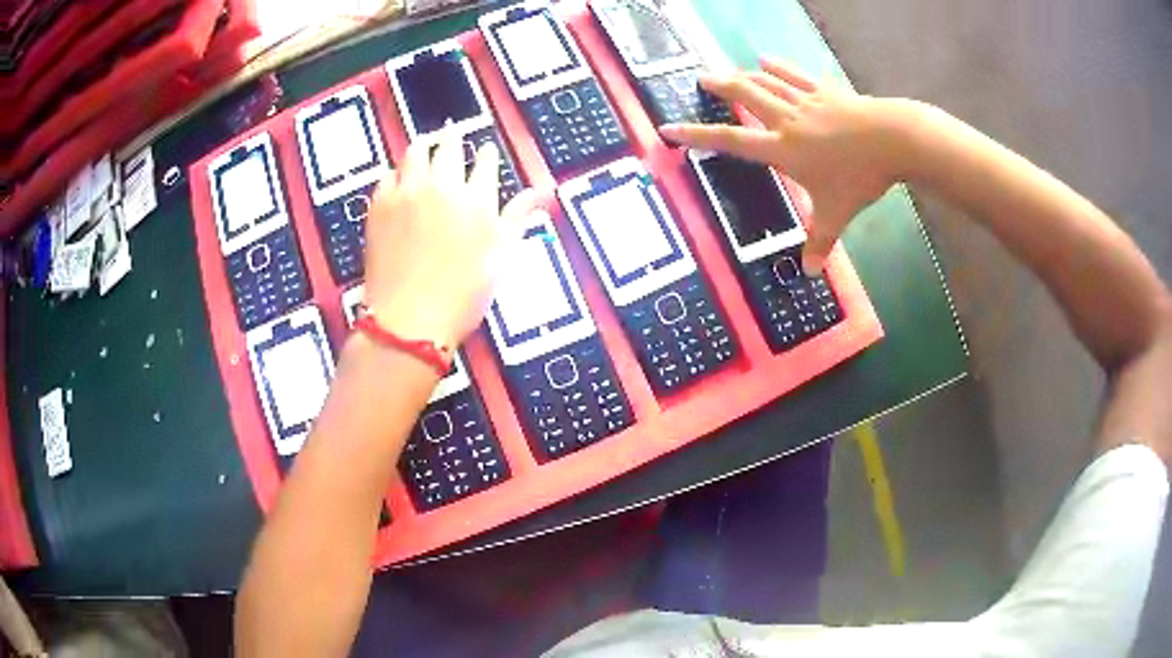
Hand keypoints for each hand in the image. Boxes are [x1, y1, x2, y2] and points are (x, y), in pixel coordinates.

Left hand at [362, 129, 539, 348]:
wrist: (410, 320)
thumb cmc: (462, 295)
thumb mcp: (499, 257)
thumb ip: (516, 217)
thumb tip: (542, 191)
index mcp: (476, 199)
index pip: (484, 163)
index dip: (485, 154)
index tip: (485, 149)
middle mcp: (442, 186)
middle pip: (449, 147)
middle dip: (454, 137)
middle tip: (453, 131)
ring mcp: (407, 193)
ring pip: (415, 152)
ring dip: (424, 144)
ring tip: (426, 142)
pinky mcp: (379, 206)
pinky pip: (387, 175)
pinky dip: (396, 171)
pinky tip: (398, 176)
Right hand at [660, 57, 913, 274]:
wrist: (891, 140)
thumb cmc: (860, 176)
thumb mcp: (837, 213)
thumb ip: (821, 242)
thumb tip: (810, 275)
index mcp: (783, 149)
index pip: (732, 141)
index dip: (698, 135)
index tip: (670, 127)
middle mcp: (787, 120)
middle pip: (746, 97)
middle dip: (720, 87)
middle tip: (701, 79)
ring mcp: (807, 101)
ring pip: (767, 83)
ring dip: (744, 75)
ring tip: (727, 71)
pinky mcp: (826, 91)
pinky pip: (796, 75)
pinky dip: (780, 67)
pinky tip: (767, 59)